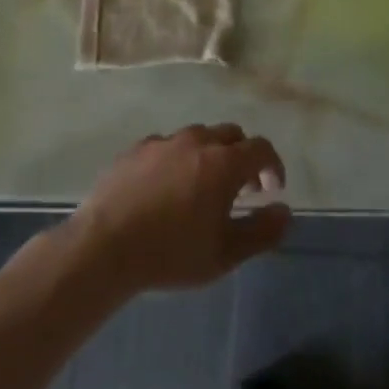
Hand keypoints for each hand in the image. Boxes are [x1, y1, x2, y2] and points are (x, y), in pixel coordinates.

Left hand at [68, 124, 289, 295]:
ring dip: (211, 155)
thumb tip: (284, 211)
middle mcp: (197, 141)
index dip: (273, 165)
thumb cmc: (171, 253)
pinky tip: (167, 186)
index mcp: (224, 162)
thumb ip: (261, 232)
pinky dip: (179, 159)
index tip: (273, 188)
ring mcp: (164, 142)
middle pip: (231, 135)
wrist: (104, 247)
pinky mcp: (136, 149)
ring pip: (199, 137)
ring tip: (204, 186)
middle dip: (243, 156)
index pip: (261, 148)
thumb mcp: (224, 254)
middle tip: (242, 188)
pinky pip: (168, 146)